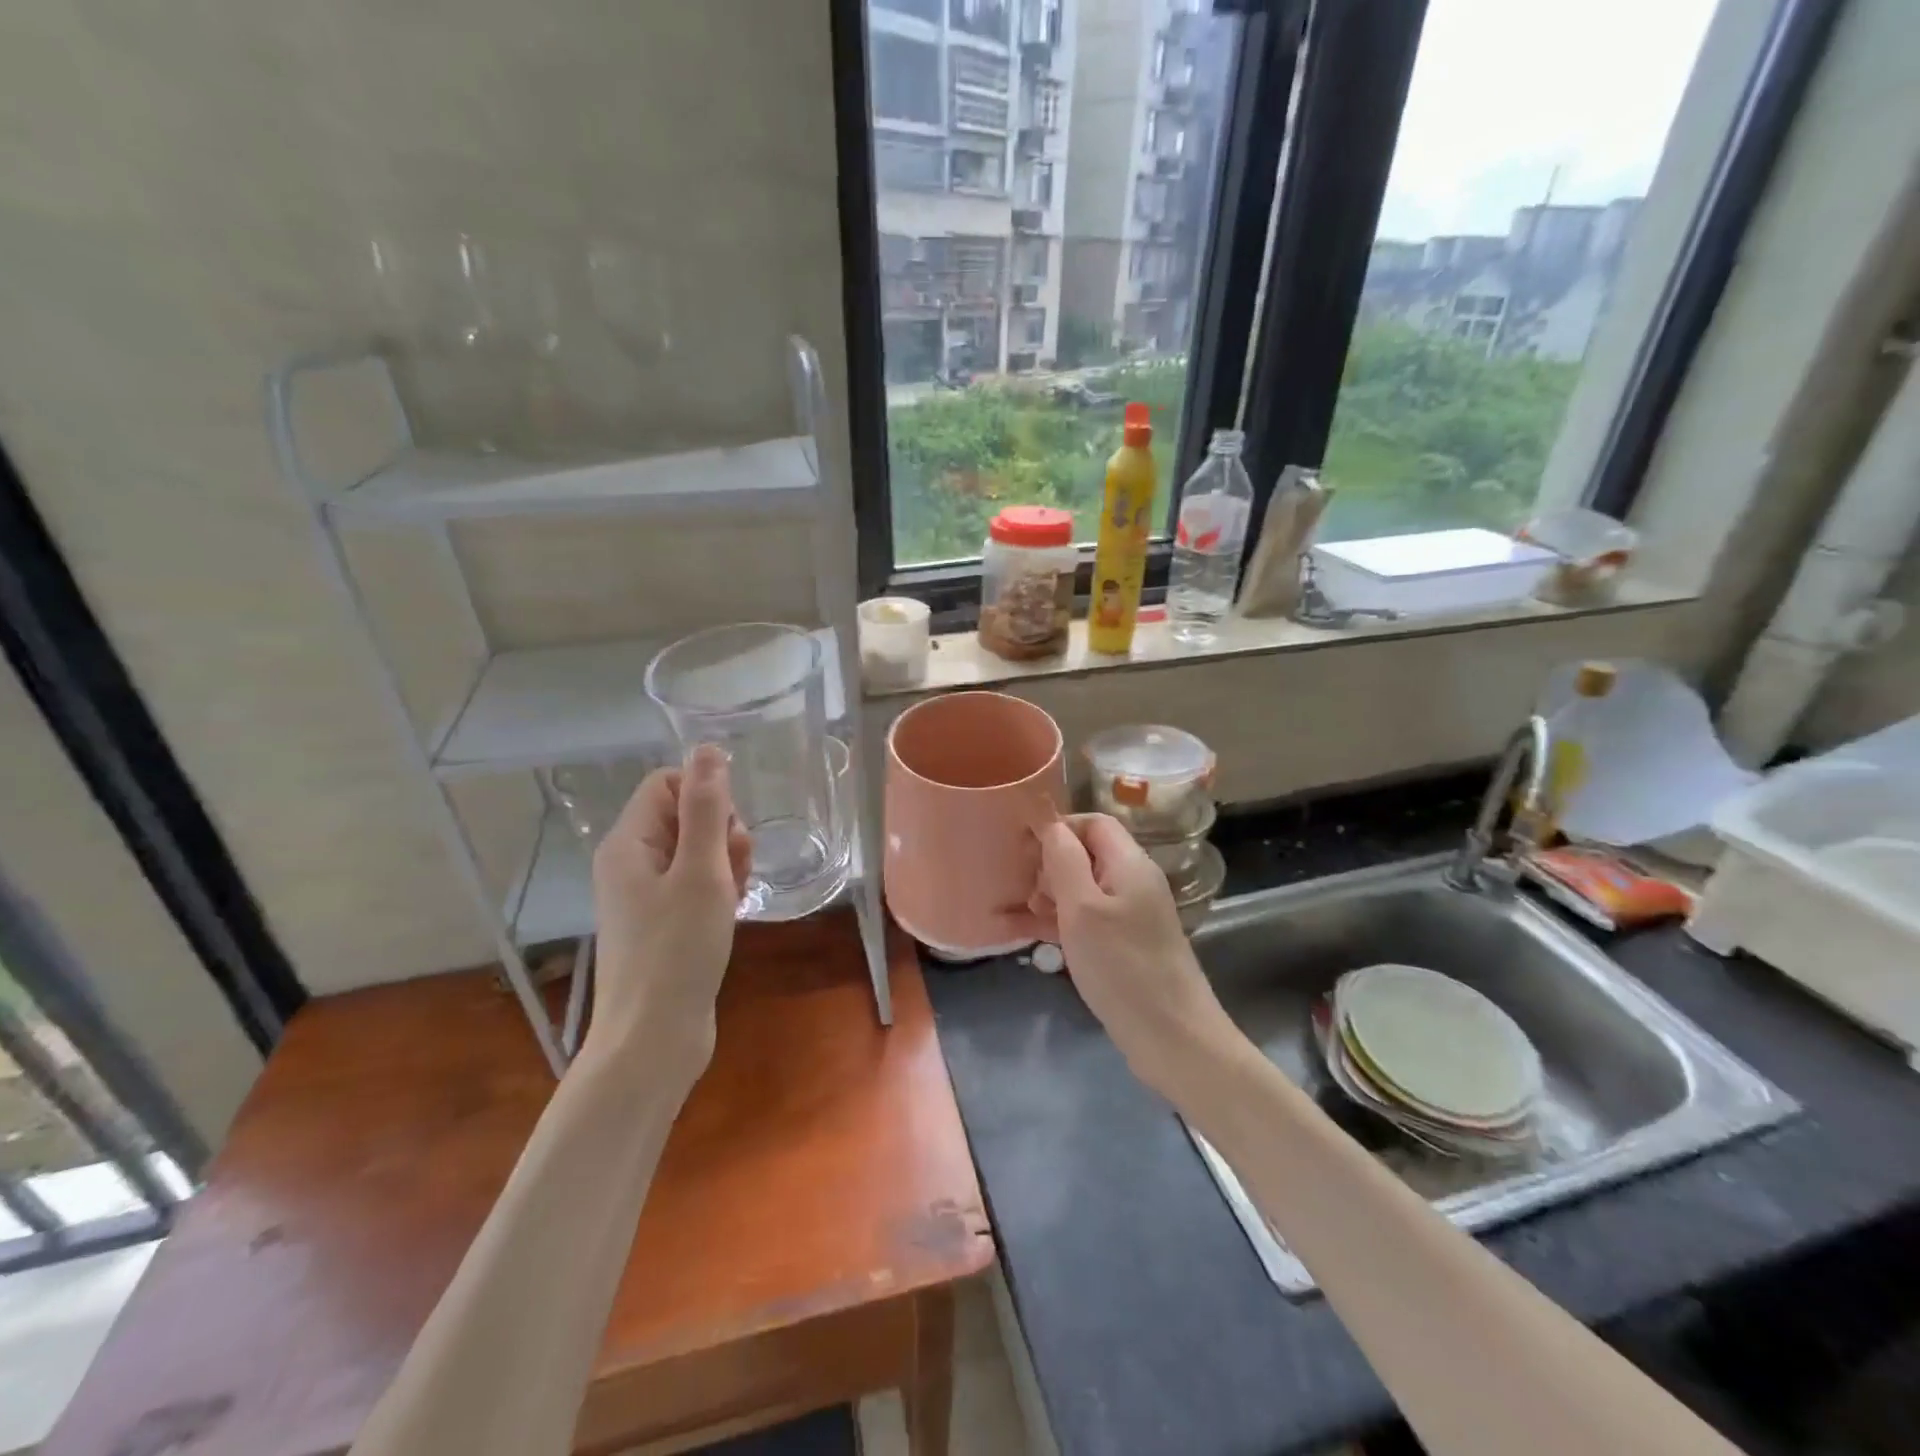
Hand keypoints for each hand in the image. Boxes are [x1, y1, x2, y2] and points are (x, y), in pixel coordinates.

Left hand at [585, 745, 752, 1076]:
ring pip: (694, 852)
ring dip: (725, 861)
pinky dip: (718, 889)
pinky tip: (732, 910)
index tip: (728, 831)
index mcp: (628, 843)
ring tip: (736, 894)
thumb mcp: (700, 871)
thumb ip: (706, 808)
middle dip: (719, 831)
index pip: (667, 783)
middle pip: (682, 816)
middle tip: (735, 868)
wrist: (654, 1038)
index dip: (705, 795)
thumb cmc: (678, 949)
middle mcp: (630, 863)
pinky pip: (694, 885)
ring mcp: (644, 896)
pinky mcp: (662, 923)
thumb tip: (707, 748)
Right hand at [1033, 814, 1234, 1101]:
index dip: (1059, 827)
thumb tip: (1050, 825)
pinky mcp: (1127, 944)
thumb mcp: (1083, 909)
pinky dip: (1063, 920)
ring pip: (1086, 887)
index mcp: (1130, 863)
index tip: (1023, 847)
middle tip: (1023, 888)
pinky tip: (1037, 936)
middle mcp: (1135, 882)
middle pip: (1089, 853)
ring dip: (1053, 894)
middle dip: (1052, 863)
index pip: (1094, 822)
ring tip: (1026, 915)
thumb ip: (1064, 860)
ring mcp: (1133, 915)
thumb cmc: (1122, 967)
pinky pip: (1090, 918)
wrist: (1173, 1038)